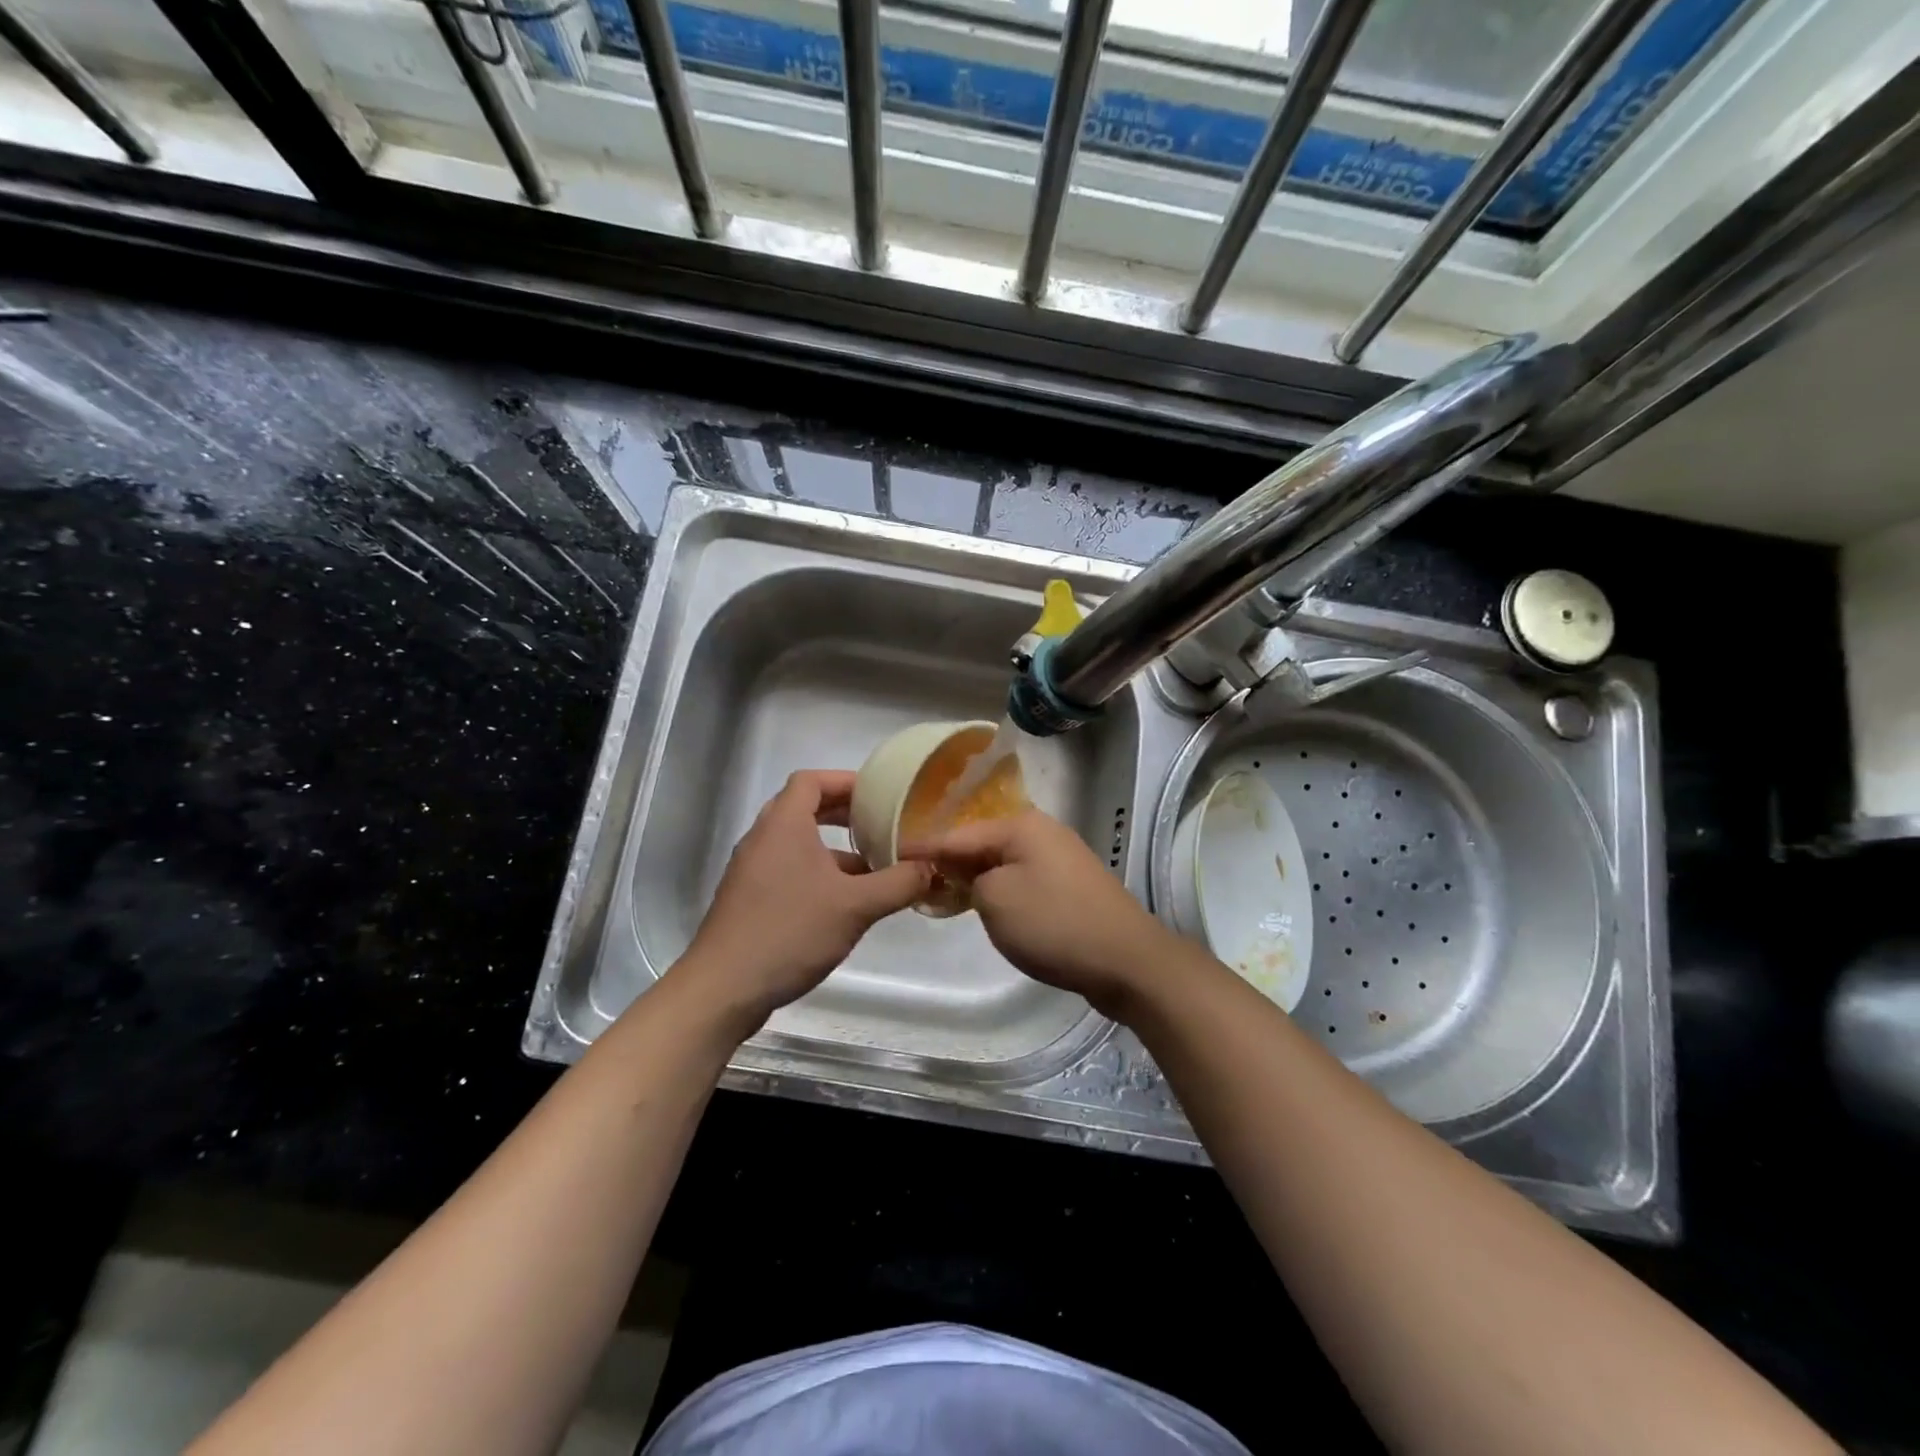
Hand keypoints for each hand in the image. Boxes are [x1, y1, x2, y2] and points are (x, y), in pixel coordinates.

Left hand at [679, 771, 931, 1029]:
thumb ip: (898, 883)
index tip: (879, 793)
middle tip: (881, 823)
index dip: (846, 781)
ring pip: (798, 843)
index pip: (812, 780)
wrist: (723, 989)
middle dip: (844, 813)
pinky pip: (788, 869)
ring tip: (873, 866)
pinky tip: (845, 902)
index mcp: (784, 825)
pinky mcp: (749, 899)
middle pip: (805, 808)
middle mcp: (763, 839)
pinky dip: (818, 873)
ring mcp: (752, 870)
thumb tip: (932, 867)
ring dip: (834, 848)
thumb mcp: (856, 907)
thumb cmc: (790, 932)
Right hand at [905, 809, 1178, 1017]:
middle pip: (981, 842)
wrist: (1127, 960)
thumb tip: (969, 875)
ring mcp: (1059, 858)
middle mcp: (1041, 832)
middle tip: (913, 875)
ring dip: (974, 875)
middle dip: (949, 859)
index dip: (923, 847)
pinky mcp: (1069, 885)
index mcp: (1021, 825)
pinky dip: (998, 889)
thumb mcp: (995, 899)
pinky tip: (982, 903)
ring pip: (1002, 862)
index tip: (891, 854)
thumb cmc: (1054, 923)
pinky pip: (1021, 879)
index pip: (957, 833)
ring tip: (940, 890)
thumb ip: (968, 878)